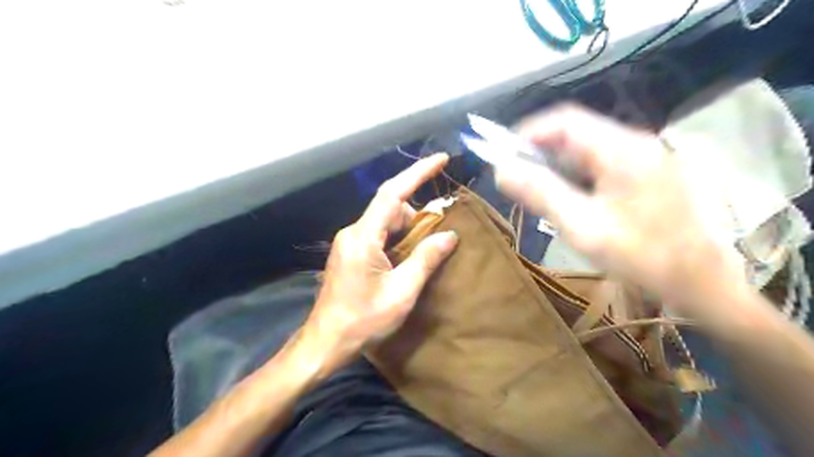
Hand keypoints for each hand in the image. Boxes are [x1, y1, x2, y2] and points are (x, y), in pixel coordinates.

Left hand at [306, 154, 456, 370]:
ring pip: (385, 222)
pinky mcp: (349, 252)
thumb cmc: (363, 320)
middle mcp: (353, 232)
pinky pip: (377, 234)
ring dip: (407, 230)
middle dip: (417, 217)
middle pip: (390, 208)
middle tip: (438, 236)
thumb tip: (450, 236)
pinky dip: (396, 239)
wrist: (326, 342)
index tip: (441, 159)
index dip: (418, 173)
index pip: (393, 193)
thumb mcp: (402, 292)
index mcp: (363, 237)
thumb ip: (426, 259)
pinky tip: (406, 258)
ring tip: (423, 254)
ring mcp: (349, 242)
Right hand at [492, 104, 744, 310]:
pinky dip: (574, 174)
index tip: (502, 154)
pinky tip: (566, 197)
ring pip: (586, 149)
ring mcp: (644, 158)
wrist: (704, 285)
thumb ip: (541, 194)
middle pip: (576, 132)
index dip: (528, 132)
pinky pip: (600, 164)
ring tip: (533, 188)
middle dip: (539, 150)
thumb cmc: (643, 257)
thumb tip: (501, 170)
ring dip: (555, 163)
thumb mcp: (583, 227)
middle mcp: (635, 143)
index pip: (565, 121)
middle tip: (514, 176)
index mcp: (622, 149)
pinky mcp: (647, 174)